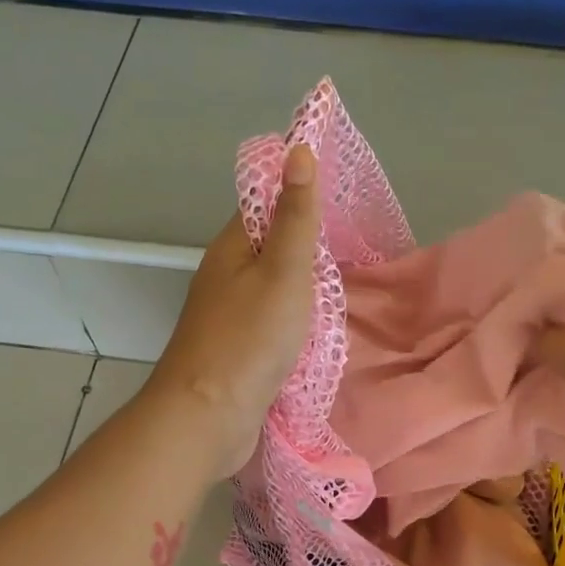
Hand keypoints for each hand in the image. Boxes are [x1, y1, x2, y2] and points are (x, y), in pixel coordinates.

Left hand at [148, 145, 321, 478]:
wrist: (208, 417)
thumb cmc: (249, 339)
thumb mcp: (283, 271)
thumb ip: (295, 217)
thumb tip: (298, 148)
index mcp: (232, 248)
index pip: (264, 204)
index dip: (299, 195)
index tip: (343, 202)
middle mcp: (226, 276)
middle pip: (271, 248)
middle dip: (310, 246)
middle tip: (356, 250)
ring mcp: (230, 317)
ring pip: (274, 289)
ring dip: (306, 288)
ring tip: (347, 289)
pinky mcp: (238, 352)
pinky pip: (273, 324)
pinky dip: (298, 323)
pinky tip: (321, 332)